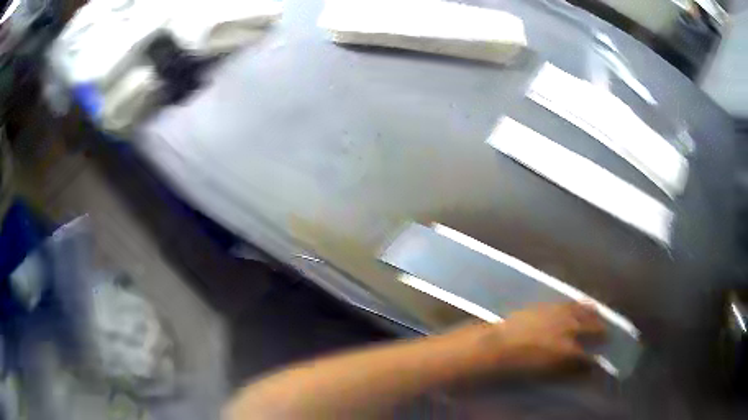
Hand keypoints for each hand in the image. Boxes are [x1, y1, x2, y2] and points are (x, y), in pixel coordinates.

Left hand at [451, 303, 604, 375]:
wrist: (499, 343)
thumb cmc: (519, 364)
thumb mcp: (545, 373)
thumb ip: (566, 371)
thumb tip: (581, 370)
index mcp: (568, 351)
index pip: (588, 358)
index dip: (593, 363)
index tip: (598, 364)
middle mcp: (570, 330)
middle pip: (592, 329)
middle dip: (600, 332)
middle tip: (606, 334)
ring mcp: (561, 315)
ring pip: (583, 312)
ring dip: (593, 315)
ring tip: (599, 314)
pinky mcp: (549, 305)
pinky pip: (569, 303)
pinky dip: (578, 304)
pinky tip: (580, 304)